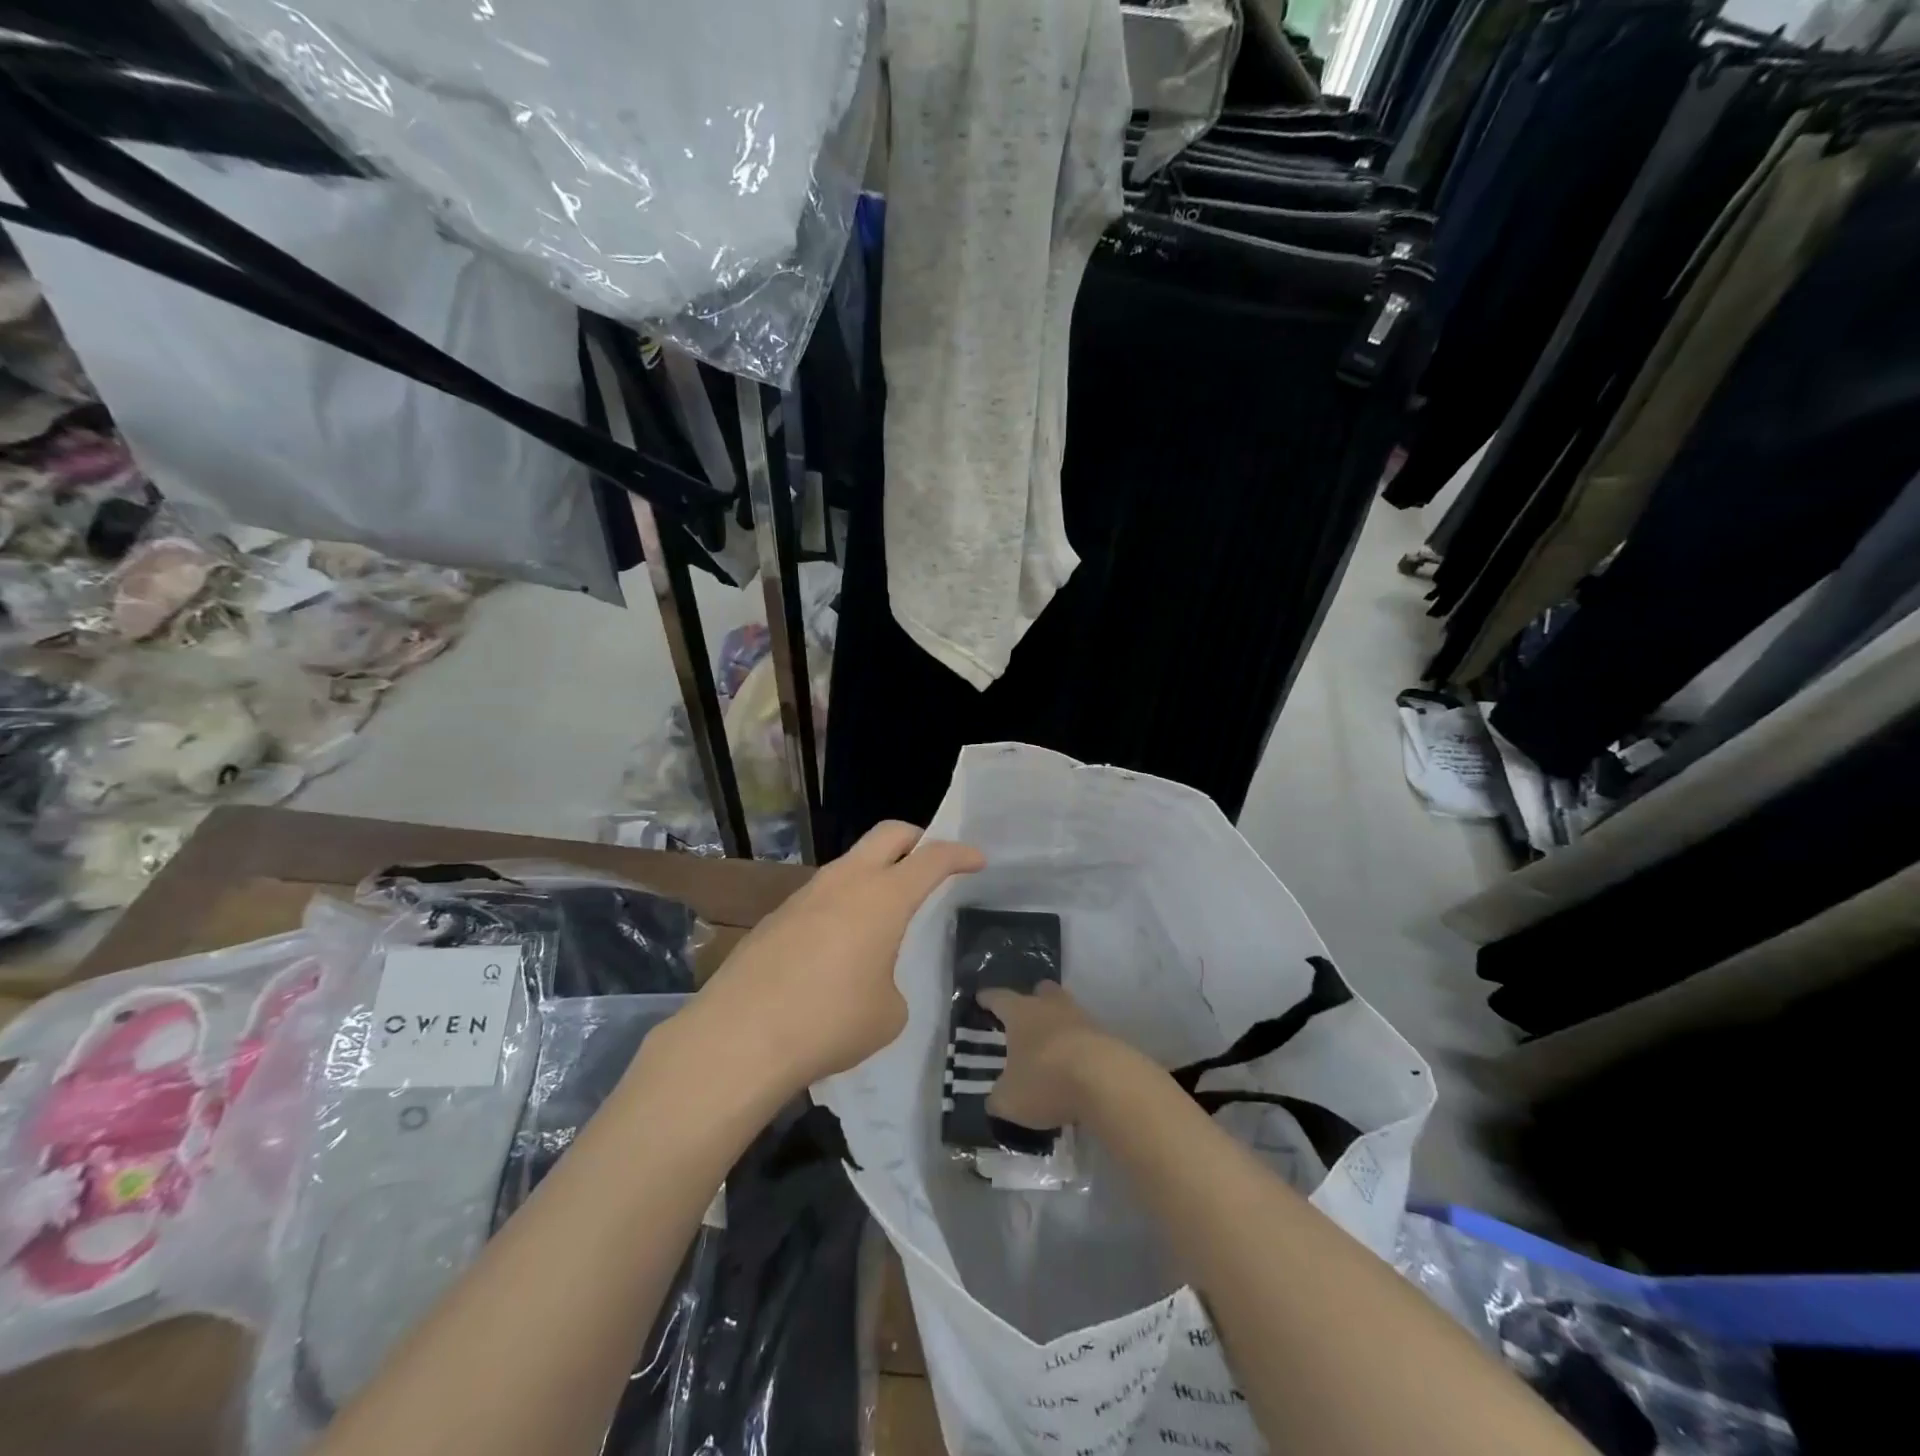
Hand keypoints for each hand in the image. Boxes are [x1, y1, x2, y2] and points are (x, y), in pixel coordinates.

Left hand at [687, 822, 983, 1091]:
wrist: (740, 1037)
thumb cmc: (830, 1022)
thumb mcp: (888, 1014)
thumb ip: (891, 982)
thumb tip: (871, 978)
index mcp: (884, 897)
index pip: (932, 858)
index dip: (959, 854)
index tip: (977, 859)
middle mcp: (846, 882)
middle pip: (888, 834)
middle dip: (917, 838)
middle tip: (931, 859)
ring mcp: (806, 894)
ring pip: (850, 862)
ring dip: (875, 873)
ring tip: (884, 911)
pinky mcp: (777, 916)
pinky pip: (822, 894)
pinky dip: (843, 903)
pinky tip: (838, 945)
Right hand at [977, 982, 1112, 1129]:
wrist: (1107, 1082)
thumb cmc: (1046, 1080)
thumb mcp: (1010, 1100)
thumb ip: (998, 1098)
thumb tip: (995, 1099)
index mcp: (1021, 1013)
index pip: (999, 998)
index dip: (989, 998)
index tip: (982, 997)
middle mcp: (1051, 1007)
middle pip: (1042, 992)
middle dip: (1033, 1000)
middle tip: (1025, 1015)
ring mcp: (1083, 1019)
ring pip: (1067, 1012)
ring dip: (1059, 1025)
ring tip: (1051, 1047)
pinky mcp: (1107, 1037)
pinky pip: (1086, 1036)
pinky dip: (1079, 1048)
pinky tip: (1075, 1068)